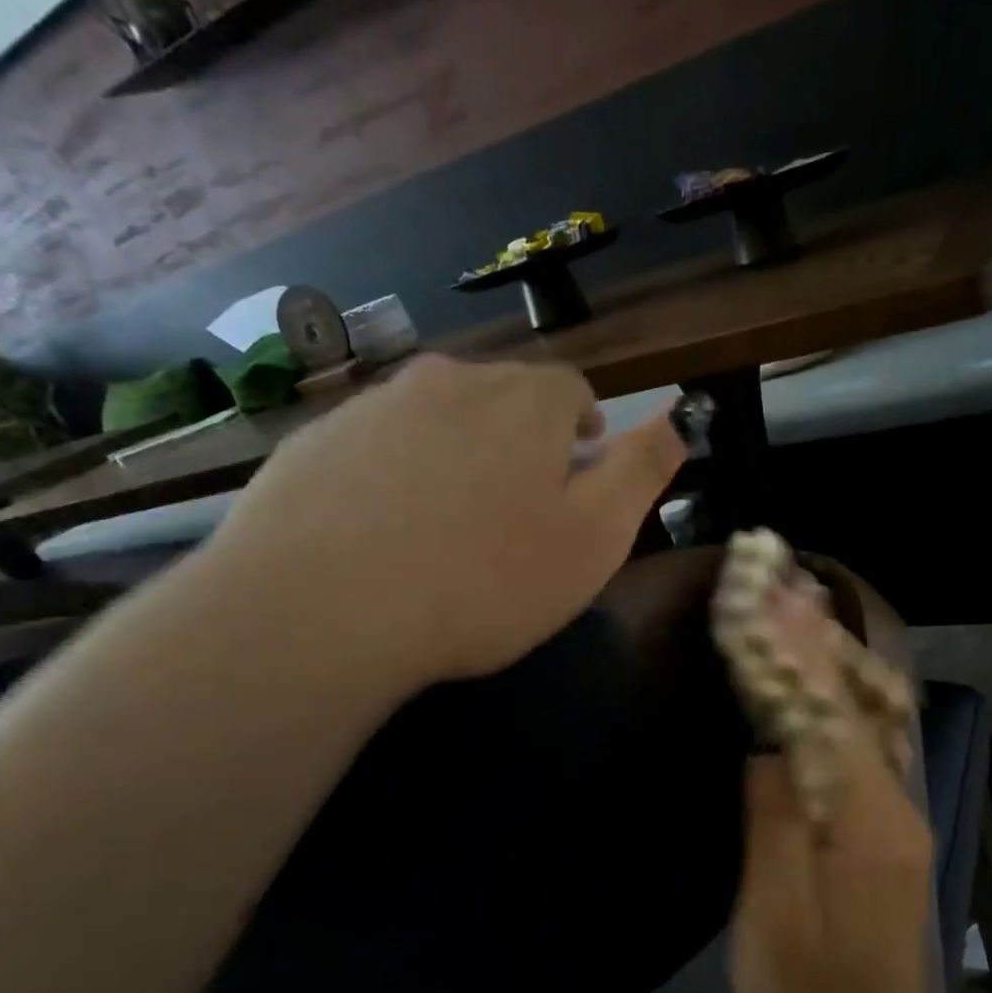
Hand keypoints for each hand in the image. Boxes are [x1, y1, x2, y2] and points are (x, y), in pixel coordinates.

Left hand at [203, 354, 685, 688]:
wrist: (319, 610)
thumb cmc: (485, 579)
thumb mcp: (595, 537)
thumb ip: (642, 470)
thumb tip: (680, 417)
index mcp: (524, 401)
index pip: (571, 389)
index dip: (584, 428)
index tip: (580, 471)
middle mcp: (447, 382)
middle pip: (501, 397)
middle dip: (522, 439)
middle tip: (519, 508)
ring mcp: (370, 407)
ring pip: (435, 419)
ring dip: (456, 454)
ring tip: (451, 523)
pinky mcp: (311, 443)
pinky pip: (374, 447)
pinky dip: (393, 475)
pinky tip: (383, 534)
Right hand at [729, 592, 941, 992]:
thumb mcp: (773, 916)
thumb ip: (774, 822)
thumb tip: (768, 747)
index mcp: (862, 820)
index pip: (823, 714)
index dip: (794, 652)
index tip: (768, 594)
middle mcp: (892, 800)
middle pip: (853, 702)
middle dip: (816, 637)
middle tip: (785, 576)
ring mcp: (895, 812)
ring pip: (867, 716)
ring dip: (833, 655)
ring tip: (804, 601)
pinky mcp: (886, 825)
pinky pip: (865, 741)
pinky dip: (842, 694)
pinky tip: (828, 671)